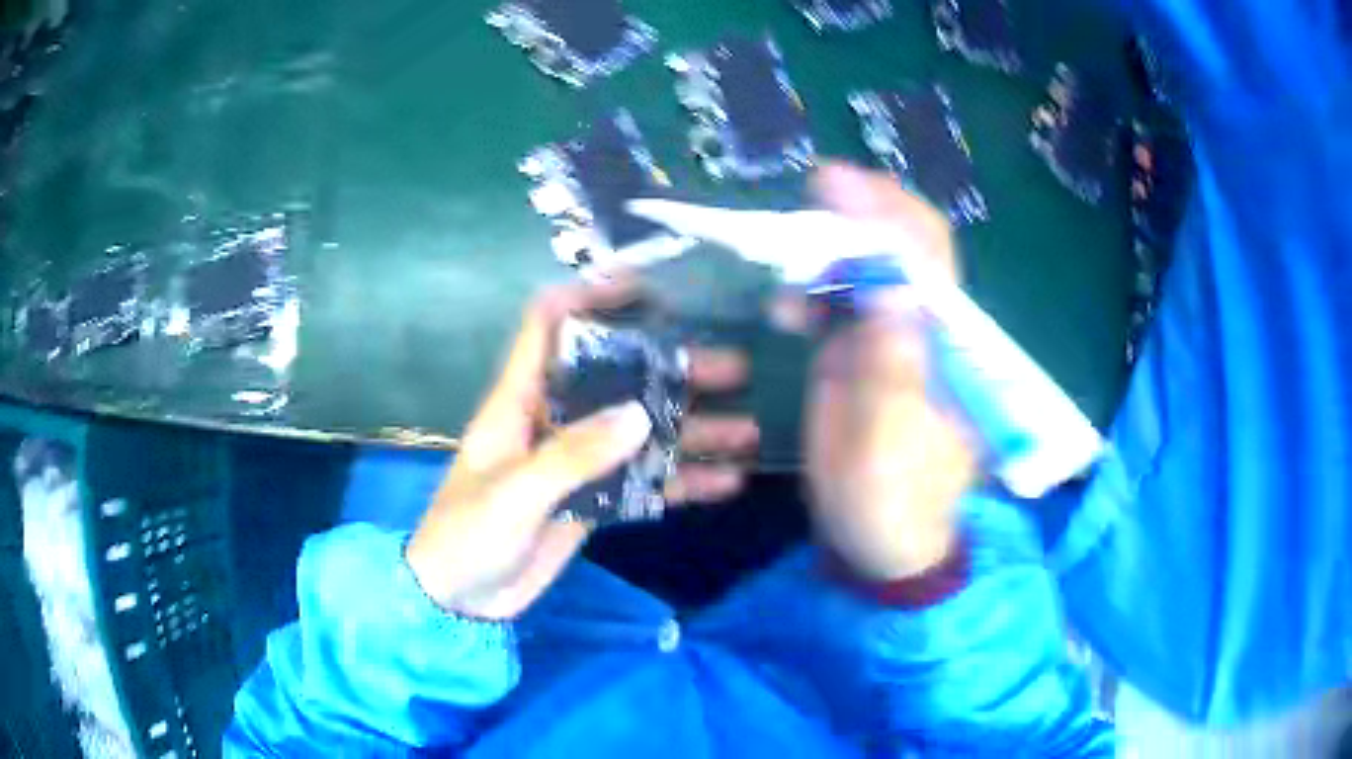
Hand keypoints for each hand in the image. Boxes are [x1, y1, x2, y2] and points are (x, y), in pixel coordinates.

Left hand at [406, 278, 755, 619]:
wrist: (460, 598)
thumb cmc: (468, 535)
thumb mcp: (513, 494)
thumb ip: (573, 456)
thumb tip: (641, 414)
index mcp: (520, 401)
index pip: (548, 325)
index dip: (589, 298)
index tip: (646, 292)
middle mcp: (555, 420)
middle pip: (619, 378)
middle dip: (675, 370)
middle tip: (734, 370)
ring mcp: (578, 462)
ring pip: (643, 433)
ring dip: (692, 430)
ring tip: (747, 432)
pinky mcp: (594, 500)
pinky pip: (645, 482)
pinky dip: (683, 480)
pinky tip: (726, 483)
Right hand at [802, 164, 976, 580]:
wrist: (882, 539)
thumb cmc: (892, 503)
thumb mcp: (889, 449)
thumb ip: (893, 373)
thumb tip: (893, 290)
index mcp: (950, 348)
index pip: (931, 261)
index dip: (888, 217)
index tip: (838, 187)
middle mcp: (928, 329)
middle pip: (908, 246)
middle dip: (864, 211)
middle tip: (815, 190)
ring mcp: (895, 337)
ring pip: (871, 265)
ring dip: (831, 247)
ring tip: (788, 257)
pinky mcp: (863, 352)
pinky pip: (841, 298)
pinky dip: (813, 286)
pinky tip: (786, 304)